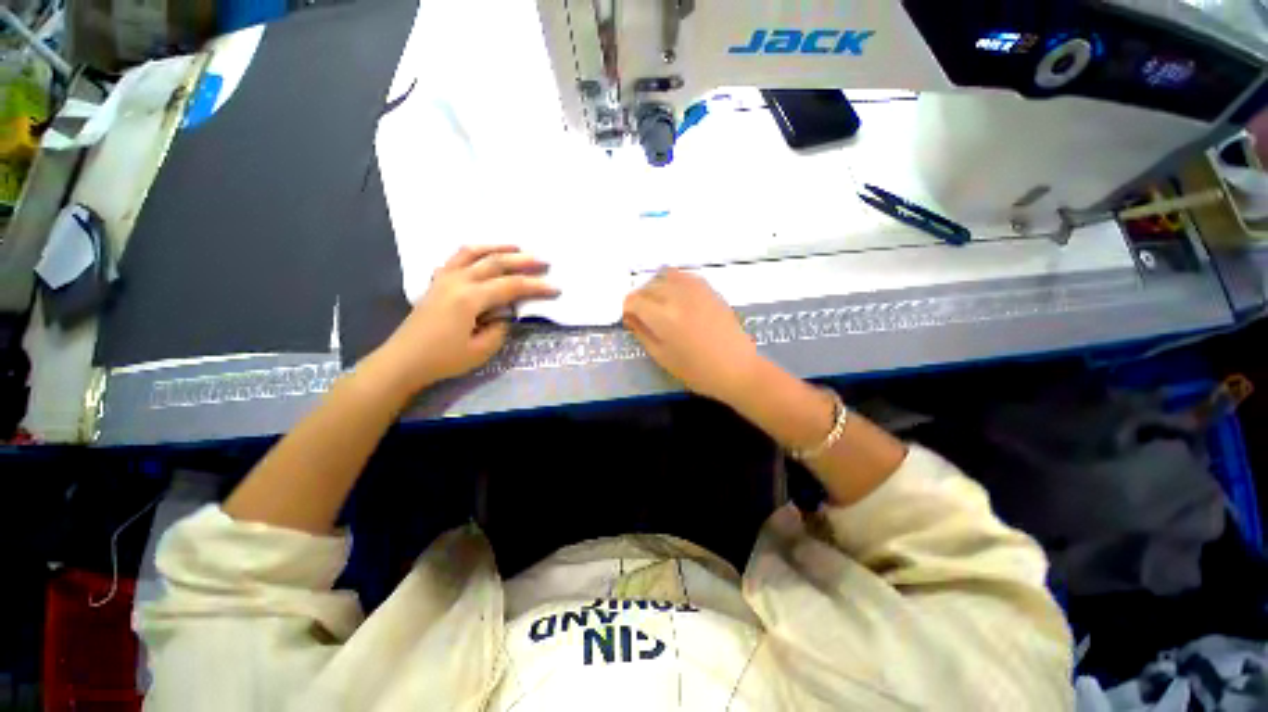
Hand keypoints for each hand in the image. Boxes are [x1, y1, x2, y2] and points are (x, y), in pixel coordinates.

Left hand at [368, 246, 558, 393]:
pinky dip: (474, 252)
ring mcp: (444, 278)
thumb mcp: (481, 350)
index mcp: (470, 298)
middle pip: (495, 262)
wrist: (403, 360)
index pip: (511, 286)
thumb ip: (500, 328)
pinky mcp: (436, 282)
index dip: (536, 287)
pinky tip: (482, 255)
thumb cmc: (443, 359)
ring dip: (497, 247)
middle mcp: (458, 281)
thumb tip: (504, 314)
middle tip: (544, 261)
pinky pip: (457, 258)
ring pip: (474, 252)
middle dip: (523, 261)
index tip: (556, 289)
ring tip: (517, 247)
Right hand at [623, 268, 761, 402]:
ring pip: (665, 275)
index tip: (630, 321)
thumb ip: (641, 333)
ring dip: (656, 287)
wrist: (736, 368)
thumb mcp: (661, 357)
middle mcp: (677, 295)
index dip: (627, 310)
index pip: (634, 300)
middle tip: (643, 316)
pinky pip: (684, 276)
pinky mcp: (709, 288)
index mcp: (663, 316)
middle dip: (640, 299)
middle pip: (648, 286)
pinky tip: (678, 298)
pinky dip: (674, 282)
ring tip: (660, 305)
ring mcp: (695, 289)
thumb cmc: (696, 370)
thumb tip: (630, 317)